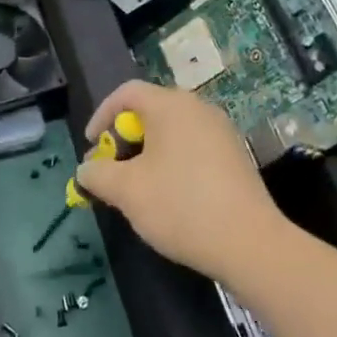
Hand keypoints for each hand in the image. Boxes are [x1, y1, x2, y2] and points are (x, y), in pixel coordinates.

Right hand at [74, 80, 289, 286]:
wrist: (250, 244)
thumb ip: (97, 174)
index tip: (92, 147)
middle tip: (113, 169)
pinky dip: (173, 161)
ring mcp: (222, 131)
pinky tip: (172, 196)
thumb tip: (86, 169)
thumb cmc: (181, 206)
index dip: (101, 115)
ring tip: (139, 186)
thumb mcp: (127, 191)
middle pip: (151, 110)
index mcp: (171, 105)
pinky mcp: (236, 156)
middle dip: (124, 138)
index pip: (127, 93)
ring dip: (149, 152)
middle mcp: (198, 108)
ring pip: (173, 131)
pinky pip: (194, 147)